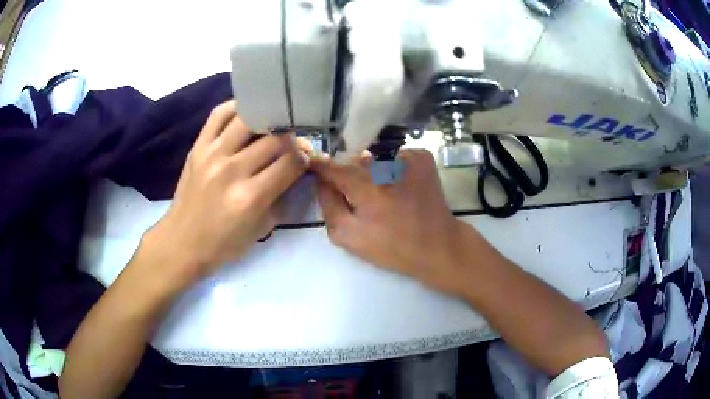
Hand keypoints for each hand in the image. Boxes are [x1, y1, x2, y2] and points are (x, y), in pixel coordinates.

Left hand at [139, 100, 308, 290]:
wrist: (182, 242)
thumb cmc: (224, 243)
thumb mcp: (261, 229)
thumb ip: (281, 196)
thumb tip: (297, 168)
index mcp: (250, 197)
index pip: (290, 163)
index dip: (305, 157)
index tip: (308, 156)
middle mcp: (232, 171)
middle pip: (274, 139)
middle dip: (292, 138)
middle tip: (296, 140)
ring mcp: (212, 154)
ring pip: (249, 119)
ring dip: (268, 118)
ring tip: (275, 122)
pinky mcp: (198, 147)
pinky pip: (219, 114)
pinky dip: (237, 107)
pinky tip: (248, 112)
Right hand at [311, 149, 465, 291]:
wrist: (438, 245)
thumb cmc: (392, 247)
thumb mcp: (349, 236)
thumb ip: (328, 206)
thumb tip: (321, 181)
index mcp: (367, 189)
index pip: (333, 167)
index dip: (320, 166)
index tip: (313, 165)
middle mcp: (387, 166)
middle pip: (354, 160)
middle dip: (348, 172)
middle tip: (355, 193)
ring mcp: (409, 158)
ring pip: (374, 157)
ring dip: (370, 170)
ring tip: (380, 193)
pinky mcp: (423, 158)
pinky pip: (394, 156)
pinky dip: (390, 167)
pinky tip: (398, 186)